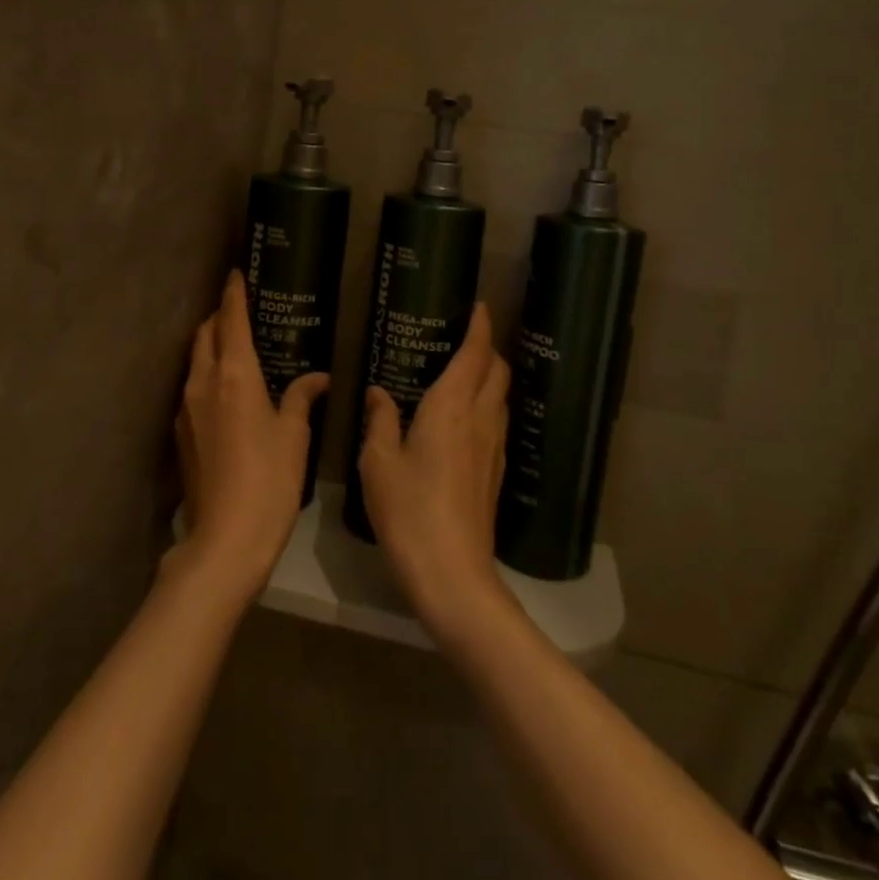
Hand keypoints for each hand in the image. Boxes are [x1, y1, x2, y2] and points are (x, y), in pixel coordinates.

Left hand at [171, 271, 326, 604]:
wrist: (226, 538)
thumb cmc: (270, 479)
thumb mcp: (294, 435)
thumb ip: (301, 397)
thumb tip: (316, 378)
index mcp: (234, 375)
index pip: (231, 319)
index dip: (235, 293)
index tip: (237, 272)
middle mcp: (203, 383)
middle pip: (205, 334)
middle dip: (220, 316)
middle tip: (241, 309)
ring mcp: (186, 408)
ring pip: (195, 360)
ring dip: (211, 345)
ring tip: (236, 346)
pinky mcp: (181, 433)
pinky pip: (193, 388)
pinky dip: (207, 375)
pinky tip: (227, 391)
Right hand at [359, 304, 514, 638]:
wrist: (452, 572)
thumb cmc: (408, 510)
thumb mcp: (378, 462)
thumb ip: (380, 420)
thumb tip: (378, 393)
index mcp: (450, 407)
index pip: (475, 354)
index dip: (480, 326)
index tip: (478, 307)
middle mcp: (479, 419)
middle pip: (497, 370)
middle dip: (488, 348)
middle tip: (465, 338)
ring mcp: (492, 447)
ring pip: (500, 397)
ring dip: (489, 377)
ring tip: (463, 373)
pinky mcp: (494, 472)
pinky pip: (495, 421)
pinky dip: (485, 404)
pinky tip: (463, 419)